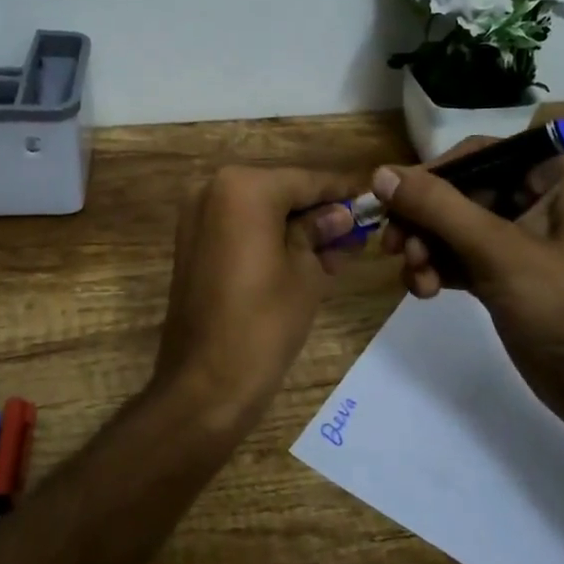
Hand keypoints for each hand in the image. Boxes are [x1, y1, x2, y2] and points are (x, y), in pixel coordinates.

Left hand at [153, 165, 361, 432]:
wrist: (205, 382)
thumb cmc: (264, 322)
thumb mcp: (306, 272)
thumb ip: (322, 232)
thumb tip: (341, 214)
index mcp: (244, 188)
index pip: (307, 181)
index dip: (342, 192)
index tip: (372, 199)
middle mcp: (213, 189)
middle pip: (281, 191)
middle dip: (318, 212)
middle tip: (357, 233)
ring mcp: (197, 216)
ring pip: (260, 210)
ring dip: (295, 226)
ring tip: (336, 252)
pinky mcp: (191, 243)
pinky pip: (240, 228)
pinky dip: (268, 237)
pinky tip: (302, 258)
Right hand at [373, 142, 563, 430]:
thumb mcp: (498, 251)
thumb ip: (437, 208)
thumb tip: (380, 174)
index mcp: (556, 176)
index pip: (477, 155)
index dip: (430, 175)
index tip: (391, 201)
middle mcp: (540, 198)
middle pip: (459, 192)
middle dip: (424, 222)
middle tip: (393, 248)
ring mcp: (522, 238)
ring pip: (453, 227)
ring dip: (425, 248)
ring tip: (416, 278)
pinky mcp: (508, 273)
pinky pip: (459, 256)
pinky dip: (437, 268)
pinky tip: (424, 290)